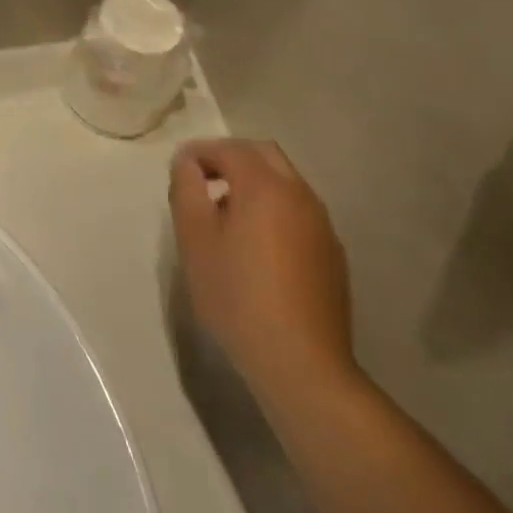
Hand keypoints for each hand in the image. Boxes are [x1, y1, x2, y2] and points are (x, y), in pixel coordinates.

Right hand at [170, 139, 356, 403]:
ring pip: (285, 182)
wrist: (302, 364)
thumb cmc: (237, 295)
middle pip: (264, 154)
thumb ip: (186, 188)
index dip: (199, 152)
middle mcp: (300, 195)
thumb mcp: (194, 238)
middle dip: (230, 158)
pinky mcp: (332, 254)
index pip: (228, 148)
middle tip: (203, 182)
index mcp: (265, 186)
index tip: (179, 170)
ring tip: (227, 215)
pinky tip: (258, 245)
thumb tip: (187, 162)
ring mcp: (322, 225)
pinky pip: (299, 211)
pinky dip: (274, 209)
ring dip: (254, 183)